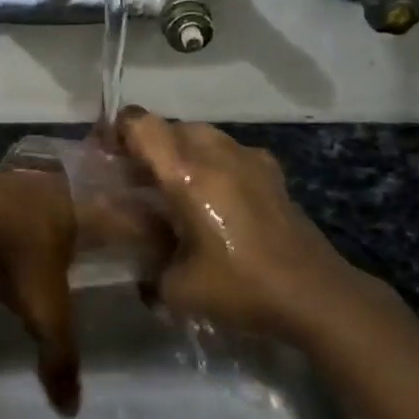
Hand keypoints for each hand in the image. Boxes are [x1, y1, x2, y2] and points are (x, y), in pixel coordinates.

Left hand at [0, 161, 81, 414]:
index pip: (98, 222)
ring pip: (18, 203)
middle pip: (57, 210)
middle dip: (56, 230)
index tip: (101, 247)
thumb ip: (59, 356)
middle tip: (52, 254)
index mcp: (71, 211)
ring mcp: (2, 182)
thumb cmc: (14, 257)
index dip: (102, 236)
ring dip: (16, 223)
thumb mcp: (44, 313)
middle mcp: (41, 189)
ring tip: (10, 251)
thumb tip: (71, 410)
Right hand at [116, 108, 372, 336]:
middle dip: (146, 147)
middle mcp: (217, 153)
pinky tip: (213, 198)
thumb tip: (129, 248)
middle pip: (170, 127)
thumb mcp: (175, 286)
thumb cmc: (239, 288)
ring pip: (201, 136)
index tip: (104, 157)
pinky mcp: (272, 173)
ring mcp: (250, 159)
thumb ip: (144, 258)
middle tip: (133, 180)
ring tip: (172, 189)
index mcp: (187, 173)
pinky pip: (229, 152)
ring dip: (180, 153)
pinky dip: (212, 163)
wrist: (314, 295)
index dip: (116, 131)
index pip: (141, 124)